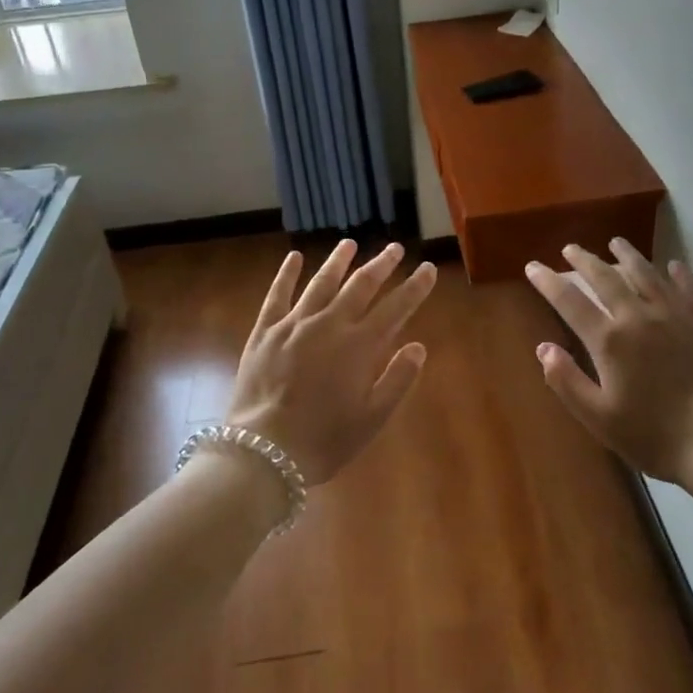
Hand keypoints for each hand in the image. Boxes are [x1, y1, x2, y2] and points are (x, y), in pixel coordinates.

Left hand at [228, 239, 436, 485]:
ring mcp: (294, 324)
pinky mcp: (265, 331)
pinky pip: (277, 294)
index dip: (415, 287)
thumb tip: (418, 346)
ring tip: (350, 244)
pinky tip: (294, 257)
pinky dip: (287, 274)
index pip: (396, 308)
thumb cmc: (324, 439)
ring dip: (338, 261)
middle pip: (361, 285)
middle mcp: (330, 324)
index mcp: (359, 346)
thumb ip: (397, 379)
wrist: (265, 449)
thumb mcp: (372, 418)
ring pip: (321, 282)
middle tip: (394, 248)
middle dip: (381, 264)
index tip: (427, 267)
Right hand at [525, 240, 692, 486]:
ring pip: (646, 273)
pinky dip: (678, 273)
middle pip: (606, 278)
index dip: (548, 282)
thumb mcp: (598, 417)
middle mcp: (638, 316)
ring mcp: (674, 315)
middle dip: (584, 260)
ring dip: (628, 255)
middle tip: (570, 248)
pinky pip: (688, 287)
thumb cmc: (652, 435)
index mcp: (609, 340)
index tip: (533, 266)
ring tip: (616, 242)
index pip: (569, 301)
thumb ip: (566, 381)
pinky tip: (673, 265)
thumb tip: (543, 348)